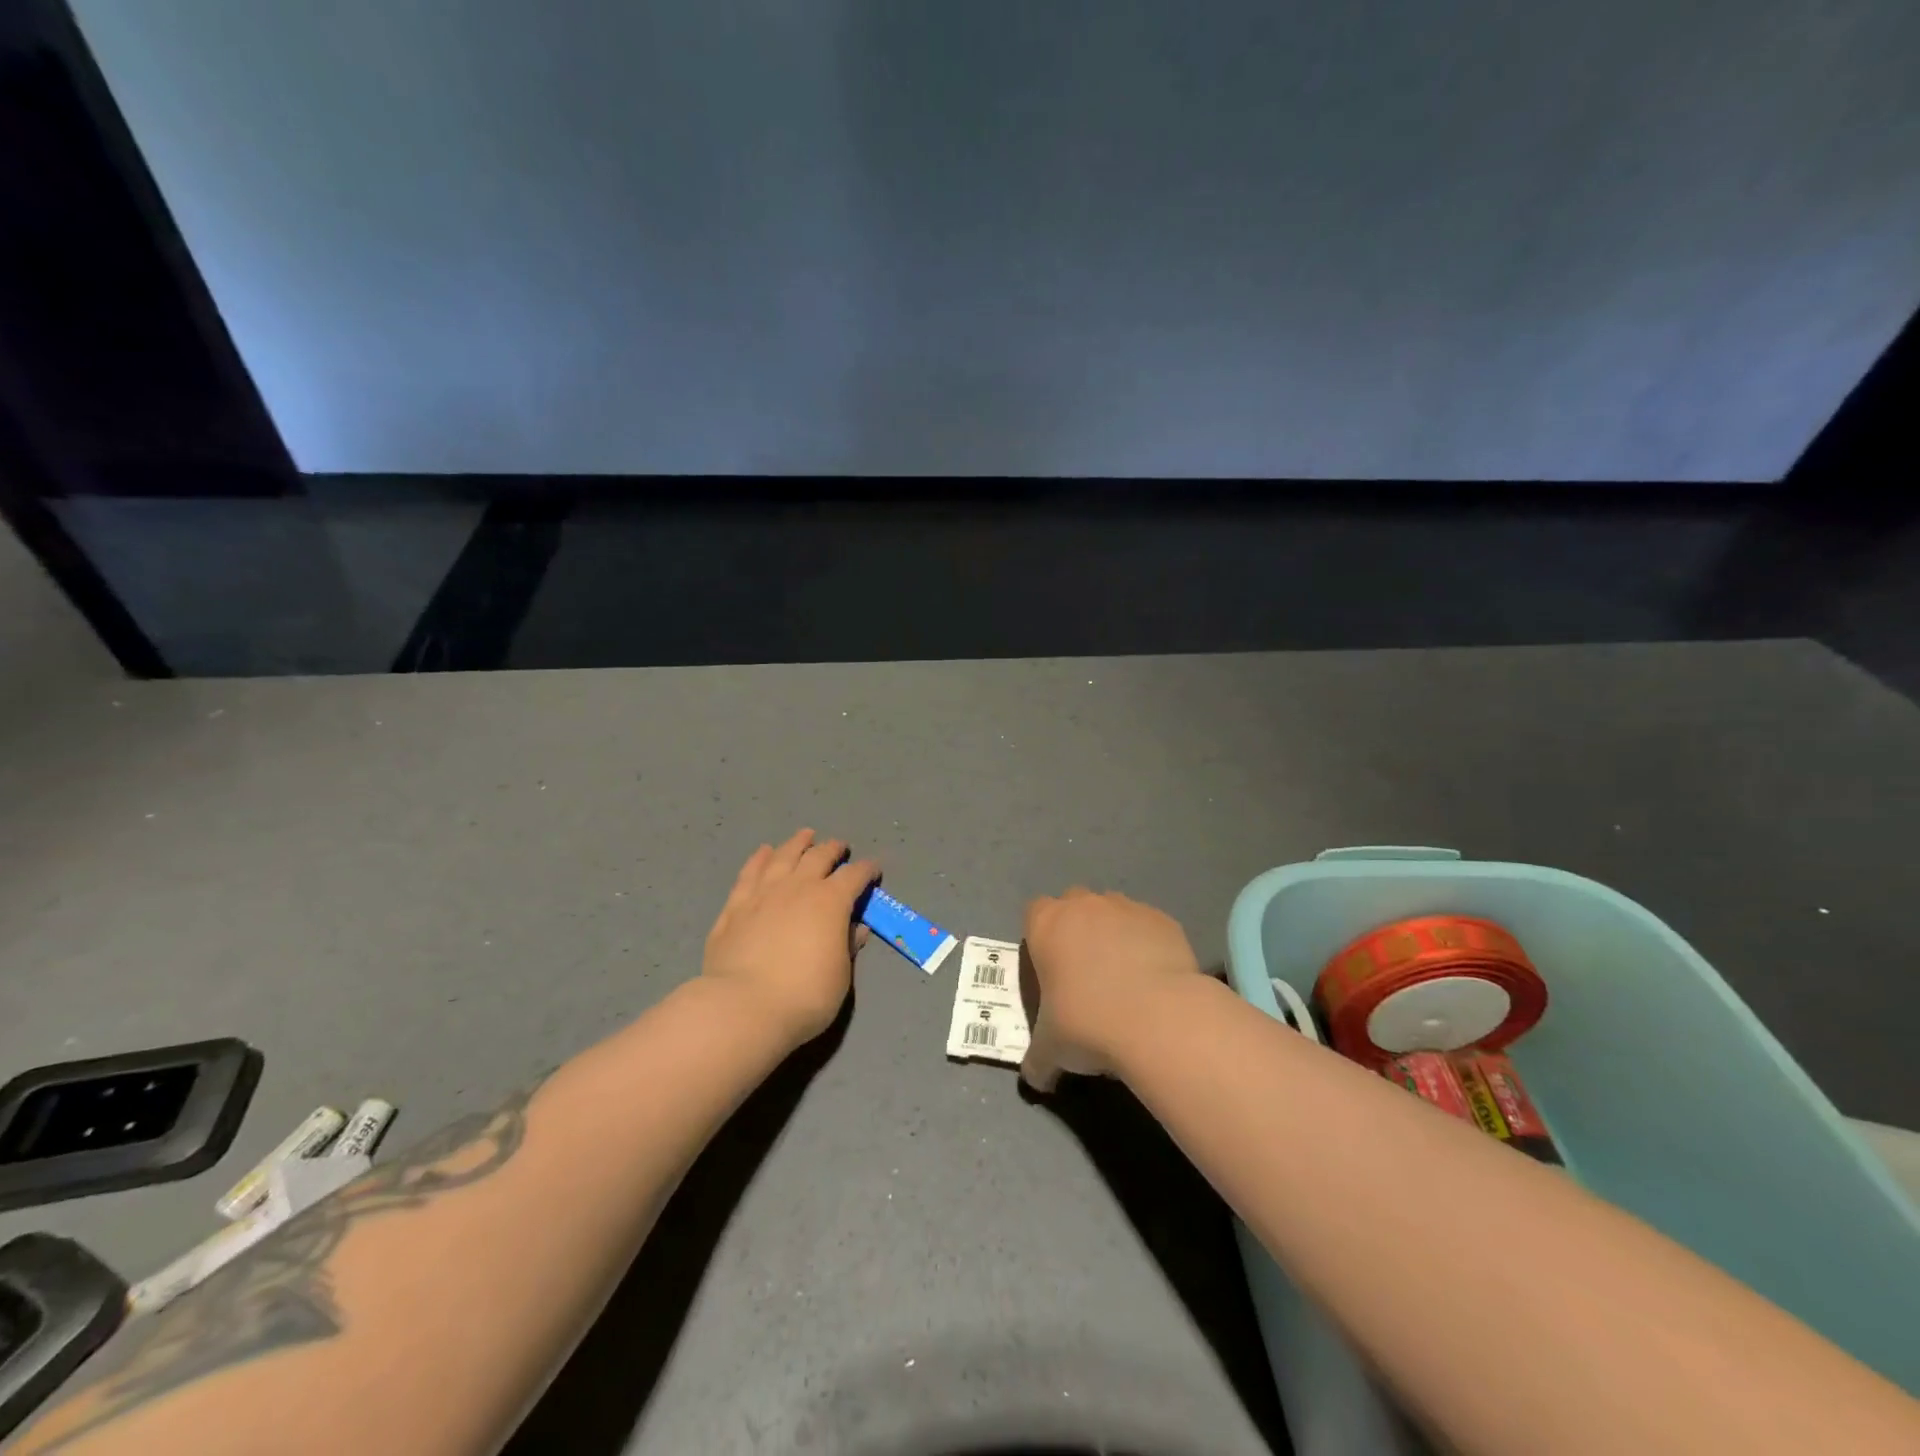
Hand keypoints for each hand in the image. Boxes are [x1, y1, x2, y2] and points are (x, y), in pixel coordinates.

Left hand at [703, 829, 879, 1047]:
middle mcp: (797, 887)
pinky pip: (749, 873)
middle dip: (832, 848)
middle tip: (839, 846)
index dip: (867, 870)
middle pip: (818, 856)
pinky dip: (759, 859)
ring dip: (797, 843)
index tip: (873, 869)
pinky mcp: (735, 907)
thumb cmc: (804, 996)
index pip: (854, 876)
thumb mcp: (840, 977)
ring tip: (805, 835)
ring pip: (783, 856)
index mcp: (830, 902)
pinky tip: (763, 852)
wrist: (743, 1007)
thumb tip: (856, 927)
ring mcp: (763, 893)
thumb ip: (848, 946)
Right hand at [1020, 887, 1203, 1091]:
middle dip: (1077, 929)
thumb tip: (1035, 1078)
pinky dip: (1148, 945)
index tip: (1049, 968)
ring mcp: (1127, 908)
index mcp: (1047, 924)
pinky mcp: (1163, 920)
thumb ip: (1037, 1059)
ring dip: (1113, 935)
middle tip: (1084, 973)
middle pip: (1074, 904)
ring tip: (1124, 979)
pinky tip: (1154, 981)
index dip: (1040, 937)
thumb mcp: (1050, 1050)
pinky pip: (1148, 927)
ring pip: (1113, 911)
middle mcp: (1085, 905)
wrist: (1157, 1018)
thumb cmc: (1088, 1024)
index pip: (1034, 913)